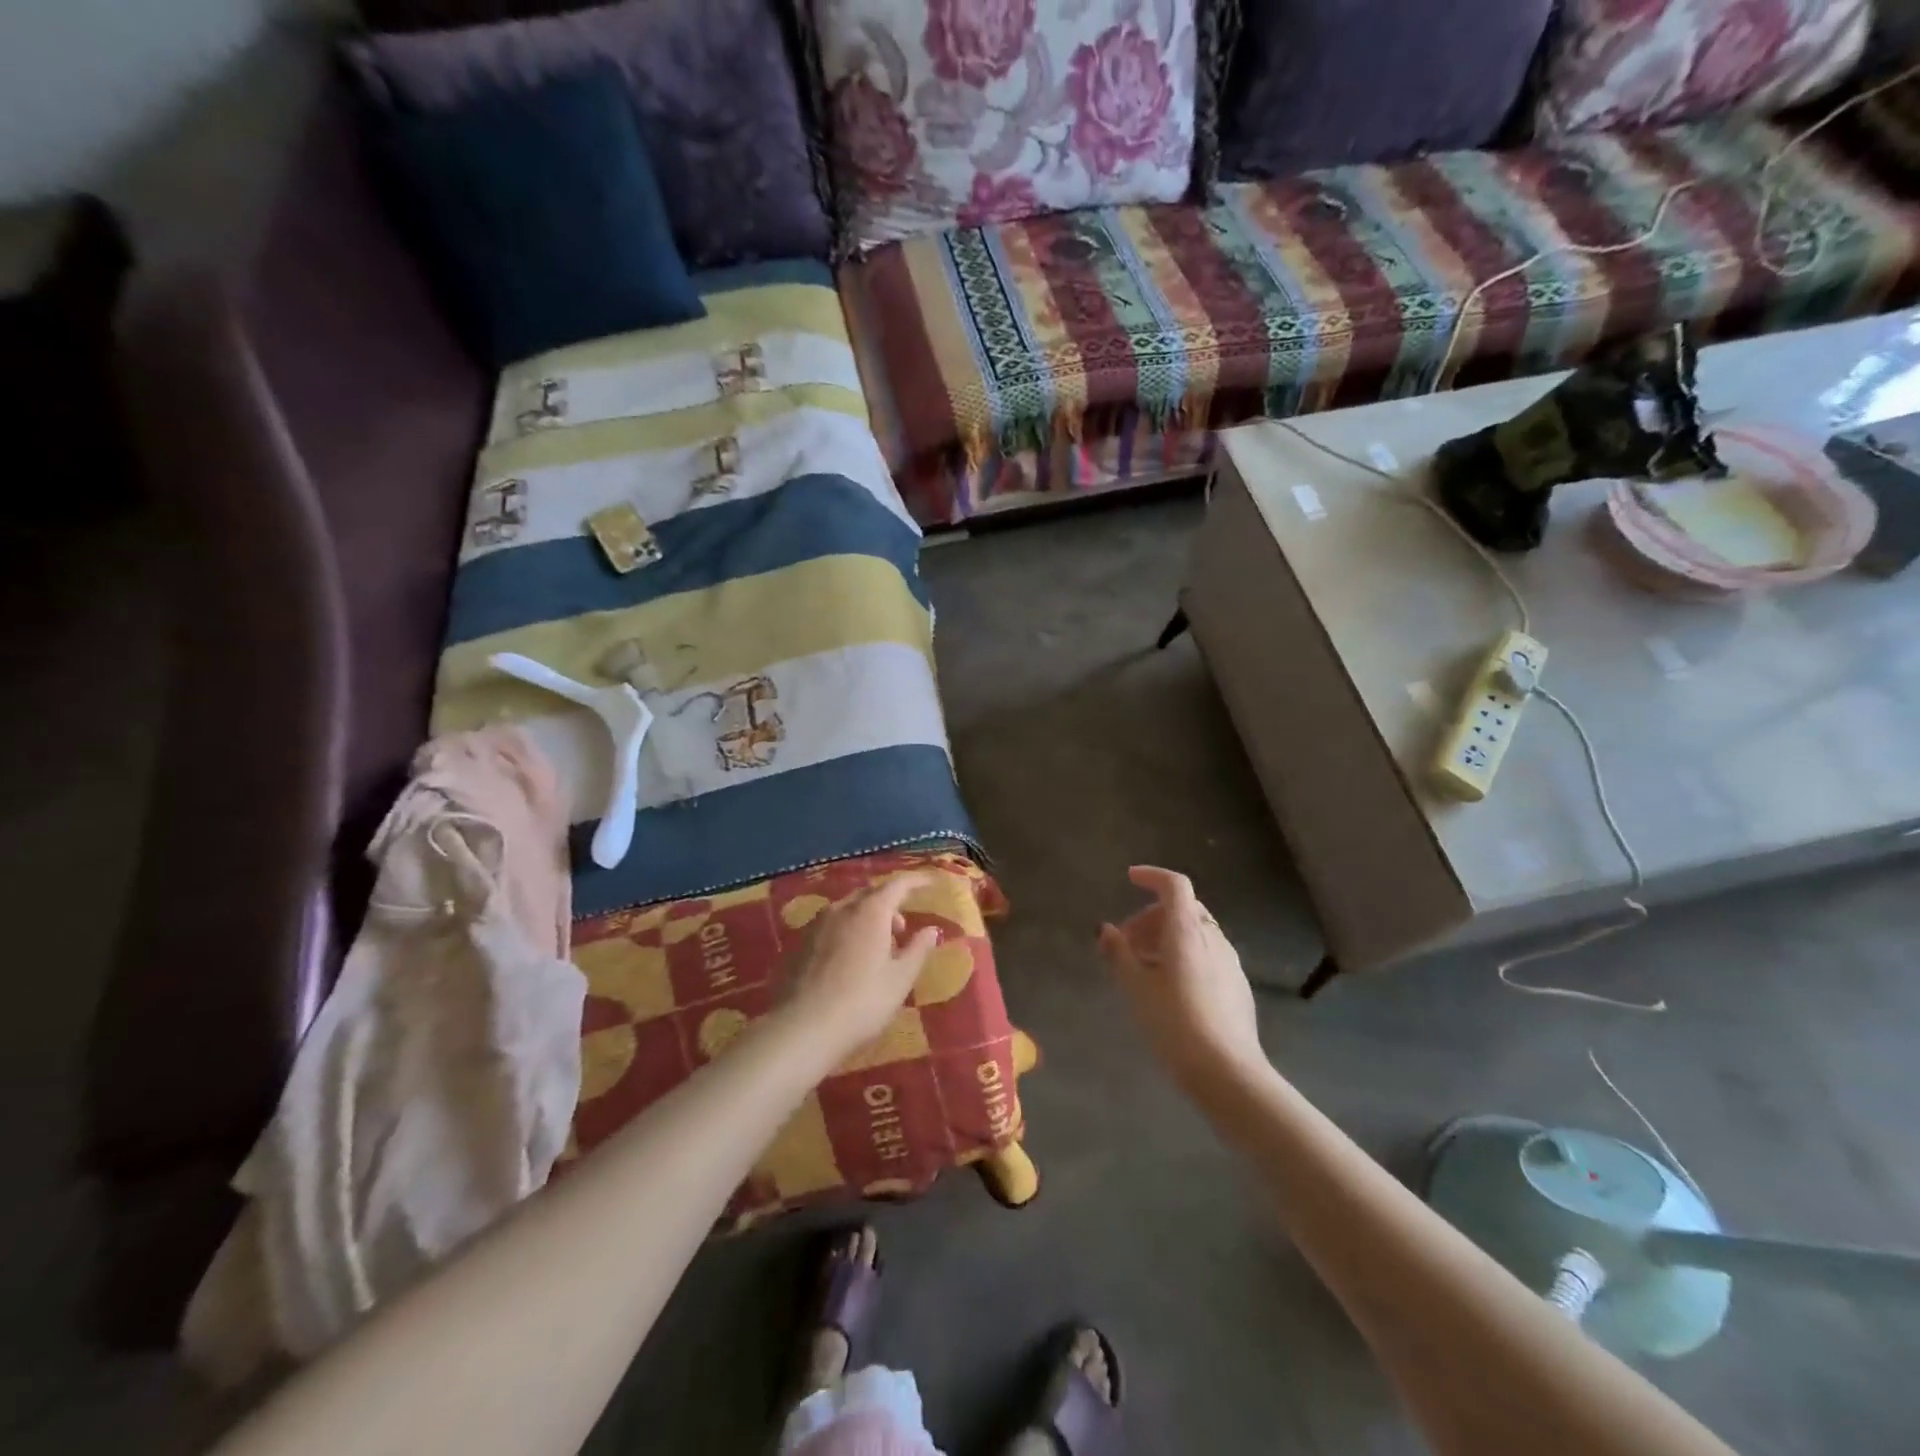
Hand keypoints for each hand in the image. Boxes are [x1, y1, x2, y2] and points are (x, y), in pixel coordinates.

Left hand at [786, 874, 940, 1062]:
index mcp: (870, 912)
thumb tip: (932, 930)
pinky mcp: (799, 944)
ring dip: (866, 918)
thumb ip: (918, 949)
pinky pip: (829, 926)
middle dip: (889, 903)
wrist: (802, 1028)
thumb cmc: (862, 1002)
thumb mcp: (900, 979)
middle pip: (869, 893)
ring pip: (847, 909)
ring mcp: (816, 925)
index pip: (897, 884)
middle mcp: (841, 909)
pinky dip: (846, 931)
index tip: (931, 882)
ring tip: (877, 948)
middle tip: (902, 928)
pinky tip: (848, 960)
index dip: (916, 880)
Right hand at [1098, 866, 1265, 1090]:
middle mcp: (1213, 938)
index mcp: (1187, 931)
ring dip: (1167, 937)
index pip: (1175, 885)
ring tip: (1143, 967)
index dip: (1152, 876)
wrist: (1227, 1072)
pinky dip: (1184, 954)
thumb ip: (1119, 954)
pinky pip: (1207, 954)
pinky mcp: (1237, 985)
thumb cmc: (1174, 1024)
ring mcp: (1229, 962)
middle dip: (1152, 916)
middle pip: (1183, 908)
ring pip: (1196, 932)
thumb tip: (1106, 930)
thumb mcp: (1135, 988)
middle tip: (1126, 942)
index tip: (1129, 879)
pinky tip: (1169, 988)